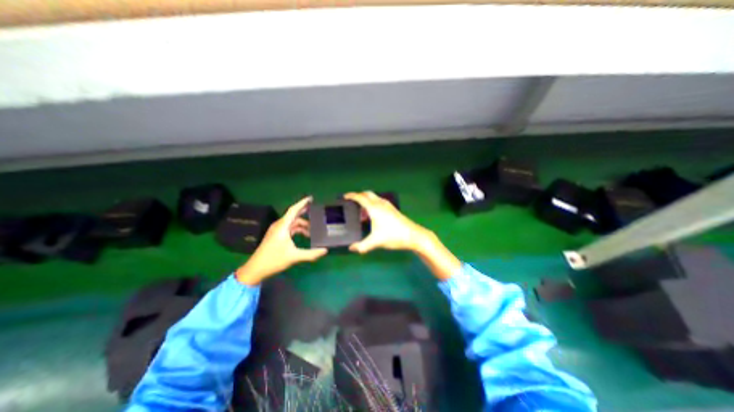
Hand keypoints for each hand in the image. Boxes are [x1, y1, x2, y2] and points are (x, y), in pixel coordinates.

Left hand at [235, 197, 327, 286]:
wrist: (256, 269)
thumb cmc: (274, 260)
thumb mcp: (295, 256)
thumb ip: (311, 254)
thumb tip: (325, 250)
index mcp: (282, 226)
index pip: (293, 210)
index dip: (302, 203)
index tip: (311, 198)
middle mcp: (279, 225)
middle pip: (294, 215)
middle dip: (305, 213)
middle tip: (316, 211)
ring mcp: (277, 230)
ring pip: (292, 223)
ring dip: (302, 225)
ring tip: (313, 230)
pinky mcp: (276, 235)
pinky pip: (289, 228)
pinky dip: (298, 229)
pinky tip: (305, 235)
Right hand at [345, 190, 455, 279]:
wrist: (413, 235)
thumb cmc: (393, 236)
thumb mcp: (376, 242)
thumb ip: (362, 246)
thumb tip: (351, 248)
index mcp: (374, 208)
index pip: (360, 198)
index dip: (351, 196)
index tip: (344, 196)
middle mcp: (381, 204)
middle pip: (367, 194)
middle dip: (358, 195)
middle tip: (351, 201)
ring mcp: (388, 205)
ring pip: (374, 197)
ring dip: (366, 200)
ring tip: (360, 210)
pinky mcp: (393, 209)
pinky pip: (379, 202)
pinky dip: (373, 204)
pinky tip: (372, 215)